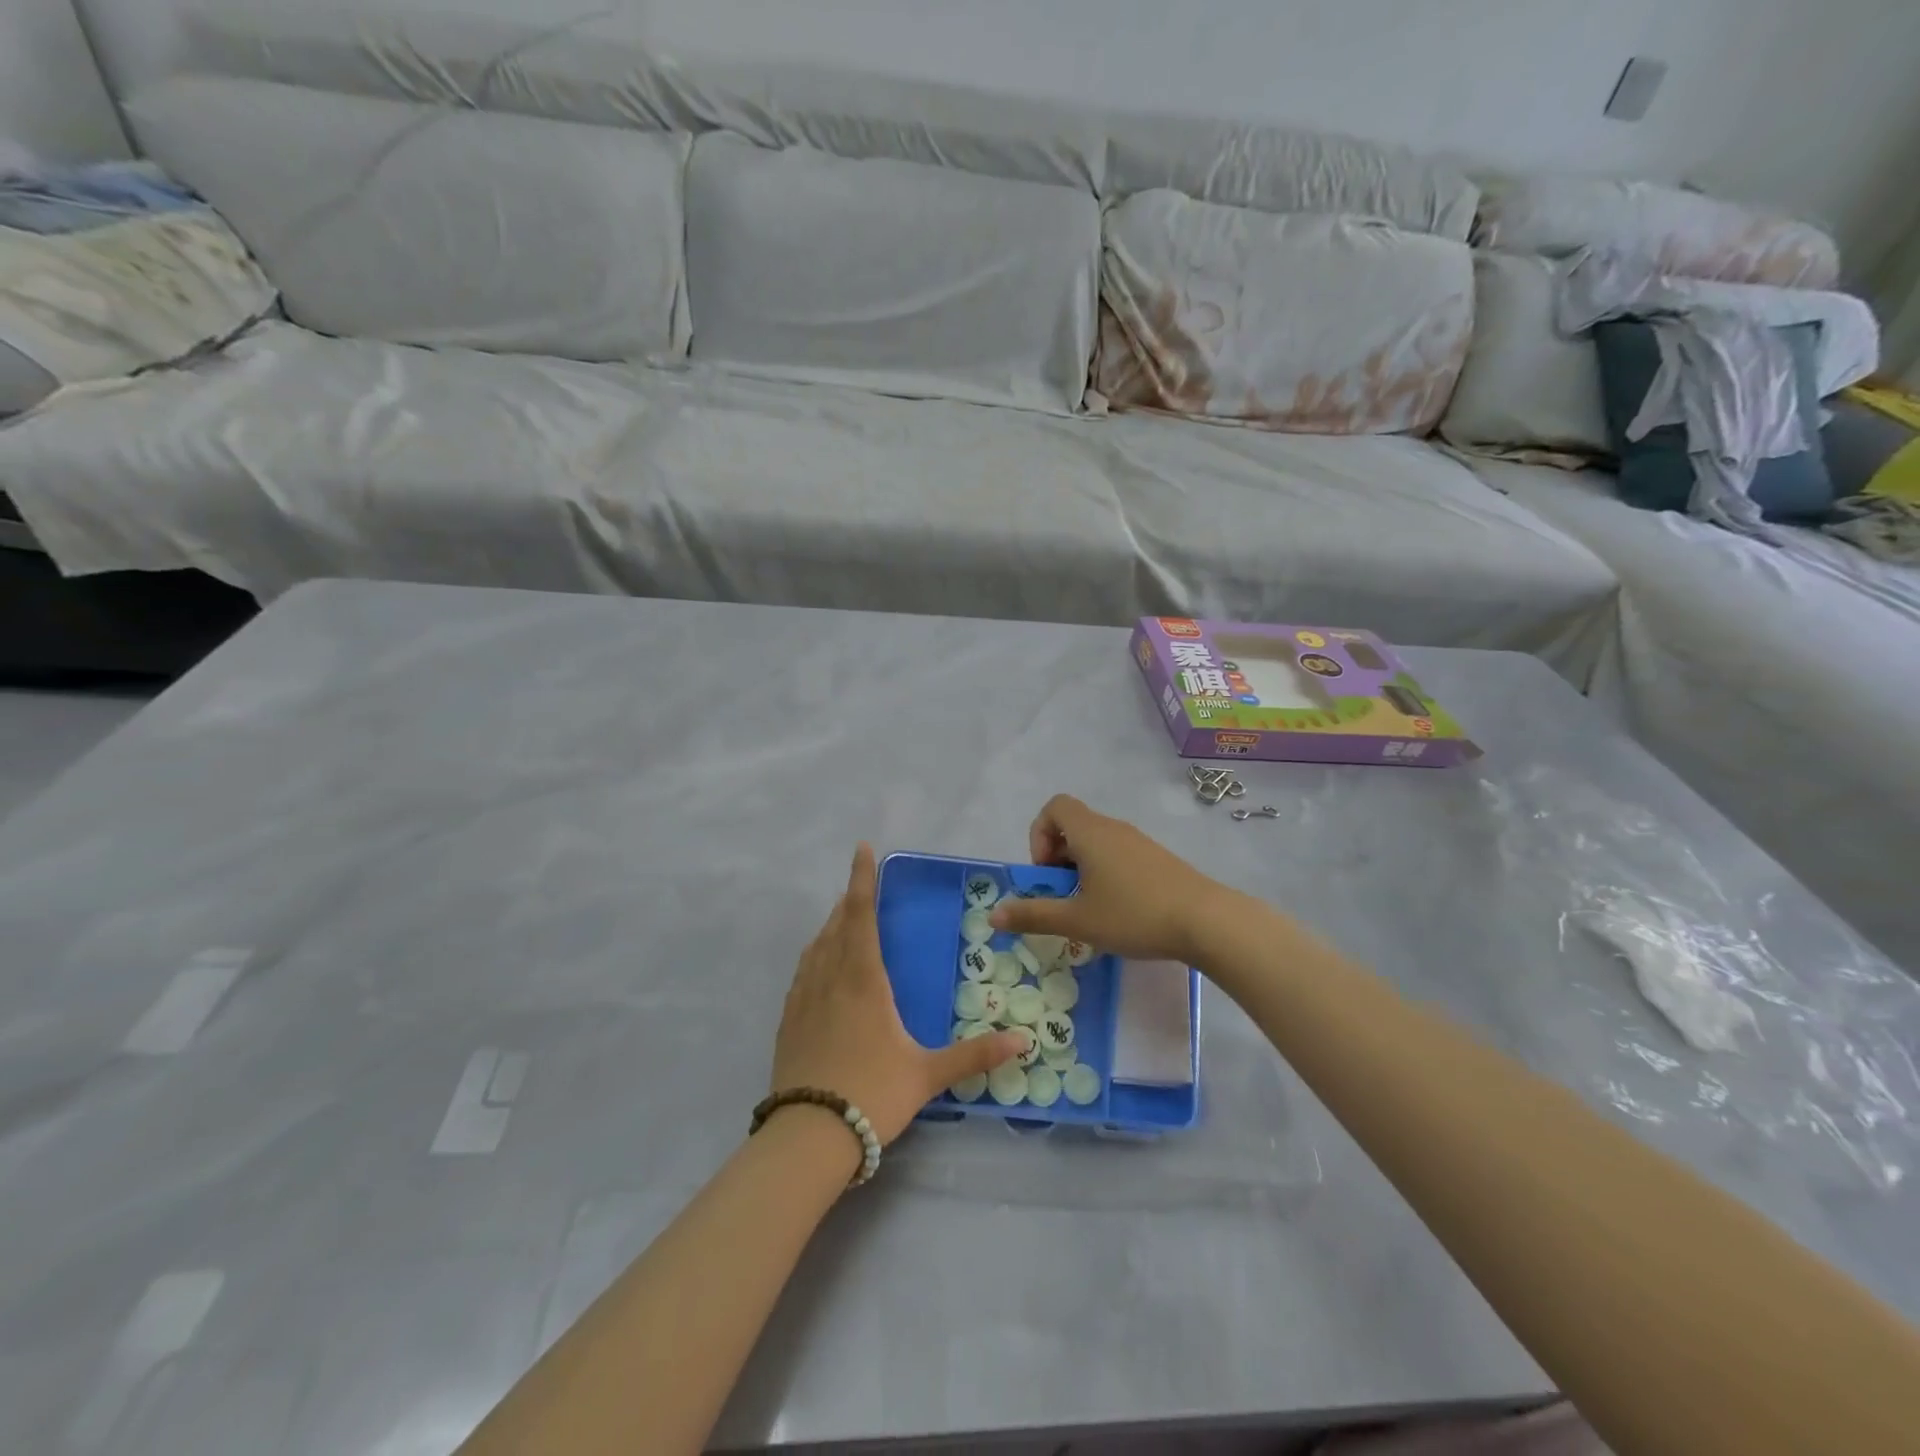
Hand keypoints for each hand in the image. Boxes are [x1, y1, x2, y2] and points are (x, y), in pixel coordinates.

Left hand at [773, 844, 1025, 1146]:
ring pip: (816, 947)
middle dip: (850, 901)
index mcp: (863, 980)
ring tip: (841, 919)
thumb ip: (975, 1055)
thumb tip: (1023, 1040)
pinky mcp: (787, 1021)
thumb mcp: (928, 1075)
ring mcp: (803, 999)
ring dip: (830, 926)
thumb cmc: (872, 1094)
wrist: (807, 1136)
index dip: (863, 879)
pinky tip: (817, 968)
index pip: (862, 915)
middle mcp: (829, 979)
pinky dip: (813, 956)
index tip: (862, 849)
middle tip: (860, 887)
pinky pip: (801, 973)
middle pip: (837, 925)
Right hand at [989, 795, 1228, 964]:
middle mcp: (1113, 829)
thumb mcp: (1077, 920)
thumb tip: (993, 915)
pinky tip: (1117, 910)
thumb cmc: (1134, 915)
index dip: (1039, 834)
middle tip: (1062, 895)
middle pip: (1073, 825)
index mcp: (1090, 833)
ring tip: (1088, 907)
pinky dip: (1105, 873)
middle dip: (1057, 858)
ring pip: (1096, 842)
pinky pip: (1118, 854)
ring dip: (1081, 868)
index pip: (1054, 807)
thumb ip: (1033, 915)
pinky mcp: (1157, 859)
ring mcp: (1138, 842)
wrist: (1206, 921)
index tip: (1046, 872)